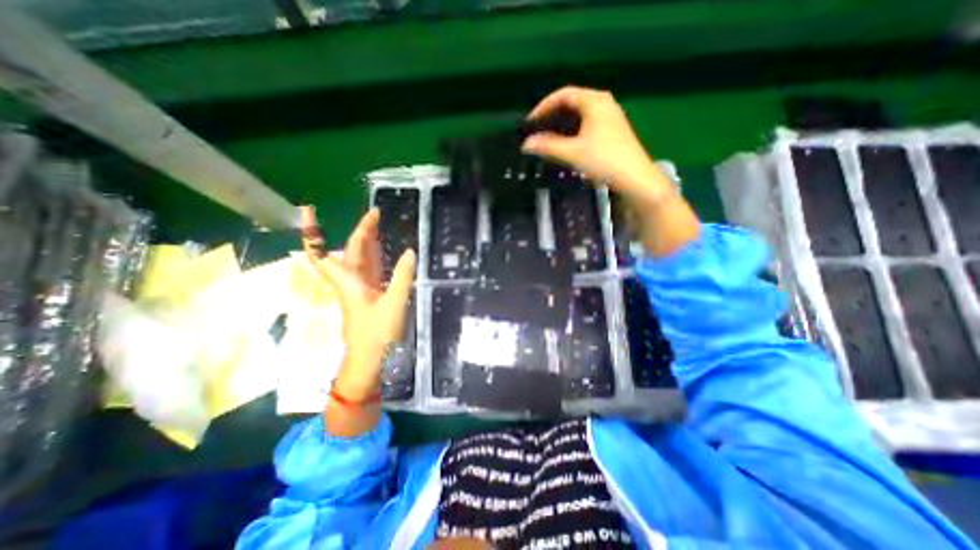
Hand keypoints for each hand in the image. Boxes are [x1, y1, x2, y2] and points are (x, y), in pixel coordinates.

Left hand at [306, 207, 412, 395]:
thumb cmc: (377, 334)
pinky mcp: (370, 295)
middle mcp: (351, 282)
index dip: (314, 234)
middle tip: (377, 213)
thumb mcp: (394, 304)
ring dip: (367, 241)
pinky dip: (376, 256)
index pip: (324, 255)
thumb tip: (410, 252)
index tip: (308, 212)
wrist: (371, 360)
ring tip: (379, 225)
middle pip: (350, 251)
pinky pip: (371, 269)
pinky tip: (384, 251)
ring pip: (360, 259)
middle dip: (361, 230)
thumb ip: (402, 277)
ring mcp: (361, 288)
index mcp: (349, 282)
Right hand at [520, 85, 674, 202]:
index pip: (563, 94)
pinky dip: (572, 132)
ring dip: (561, 126)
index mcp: (594, 101)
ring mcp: (609, 117)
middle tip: (536, 132)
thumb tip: (526, 144)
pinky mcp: (612, 131)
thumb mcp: (572, 153)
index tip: (530, 123)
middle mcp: (603, 103)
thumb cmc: (604, 160)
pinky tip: (565, 146)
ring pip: (579, 115)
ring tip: (546, 140)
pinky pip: (586, 125)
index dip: (543, 106)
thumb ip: (547, 146)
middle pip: (571, 103)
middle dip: (551, 116)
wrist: (635, 178)